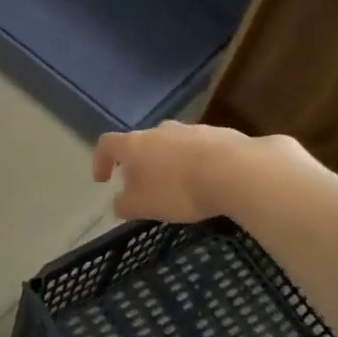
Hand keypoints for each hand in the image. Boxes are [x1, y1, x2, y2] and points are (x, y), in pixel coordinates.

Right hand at [92, 121, 261, 223]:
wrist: (237, 171)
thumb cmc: (180, 189)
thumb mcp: (144, 206)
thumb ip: (125, 205)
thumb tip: (118, 203)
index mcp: (136, 145)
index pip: (107, 144)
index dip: (100, 161)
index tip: (103, 180)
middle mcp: (160, 131)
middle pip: (141, 143)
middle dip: (139, 163)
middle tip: (143, 186)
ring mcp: (191, 129)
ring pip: (171, 144)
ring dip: (168, 162)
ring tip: (178, 186)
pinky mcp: (220, 134)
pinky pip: (199, 148)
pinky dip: (195, 163)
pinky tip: (206, 182)